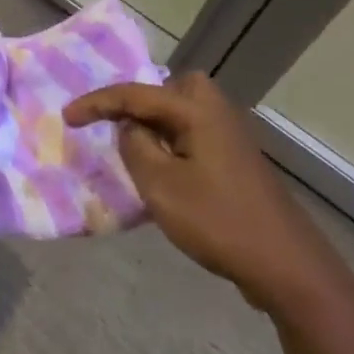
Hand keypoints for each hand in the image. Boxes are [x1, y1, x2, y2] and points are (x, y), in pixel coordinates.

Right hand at [65, 71, 351, 317]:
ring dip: (157, 125)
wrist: (286, 266)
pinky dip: (172, 143)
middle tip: (119, 123)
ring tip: (133, 149)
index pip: (136, 93)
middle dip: (142, 100)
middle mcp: (217, 114)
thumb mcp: (161, 185)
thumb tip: (129, 127)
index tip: (66, 118)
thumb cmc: (218, 220)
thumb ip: (136, 146)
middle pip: (174, 87)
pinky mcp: (236, 164)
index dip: (97, 103)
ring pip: (185, 113)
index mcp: (197, 111)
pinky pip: (194, 136)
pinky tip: (162, 172)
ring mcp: (231, 139)